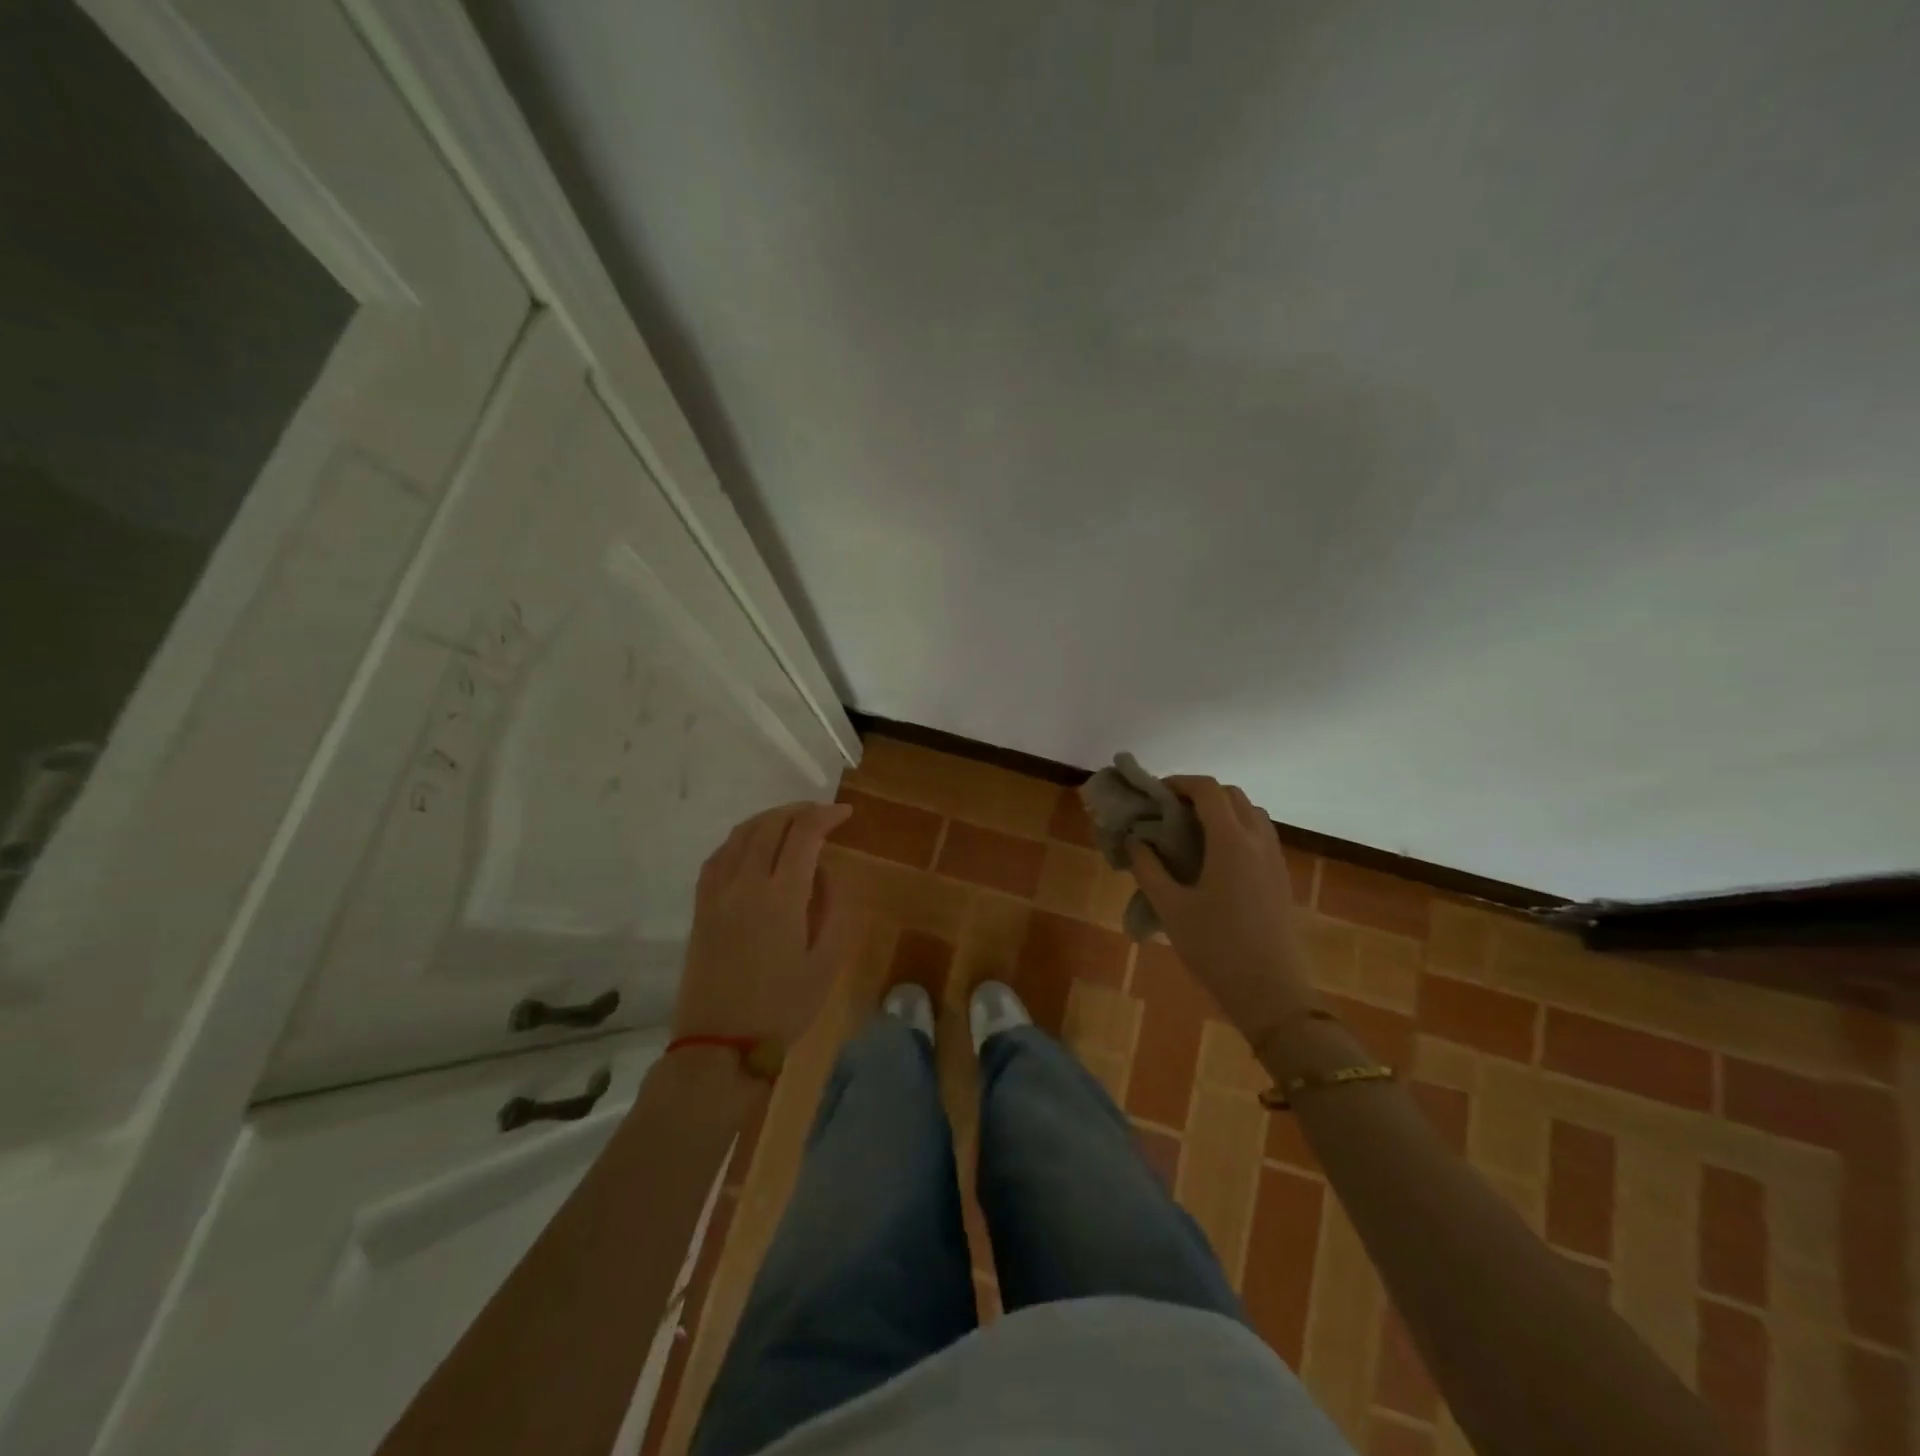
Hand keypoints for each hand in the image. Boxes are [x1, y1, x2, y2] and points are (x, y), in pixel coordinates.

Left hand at [672, 800, 852, 1046]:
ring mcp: (717, 893)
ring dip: (769, 819)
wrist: (720, 1044)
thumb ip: (831, 908)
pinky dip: (741, 839)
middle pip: (770, 825)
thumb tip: (824, 871)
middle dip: (799, 811)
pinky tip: (753, 847)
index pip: (804, 834)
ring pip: (741, 834)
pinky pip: (719, 855)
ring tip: (791, 823)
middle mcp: (745, 883)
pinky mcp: (701, 907)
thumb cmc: (783, 1007)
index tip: (845, 814)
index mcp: (781, 896)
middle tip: (822, 815)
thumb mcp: (826, 962)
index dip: (826, 816)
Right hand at [1128, 775, 1319, 1046]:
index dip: (1180, 782)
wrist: (1272, 993)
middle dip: (1201, 794)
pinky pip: (1261, 836)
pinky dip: (1238, 830)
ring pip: (1252, 814)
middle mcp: (1258, 841)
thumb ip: (1148, 868)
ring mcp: (1275, 860)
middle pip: (1233, 795)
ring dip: (1223, 810)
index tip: (1155, 793)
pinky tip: (1216, 860)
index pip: (1208, 790)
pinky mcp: (1282, 879)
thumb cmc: (1215, 948)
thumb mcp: (1170, 909)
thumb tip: (1136, 840)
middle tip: (1171, 812)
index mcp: (1231, 841)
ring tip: (1193, 833)